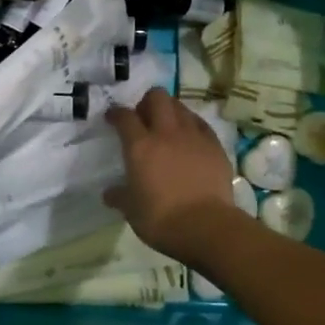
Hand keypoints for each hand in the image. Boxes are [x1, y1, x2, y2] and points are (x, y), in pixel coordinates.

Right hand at [104, 89, 242, 262]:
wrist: (206, 227)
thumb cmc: (161, 219)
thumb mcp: (132, 211)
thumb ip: (120, 197)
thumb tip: (109, 193)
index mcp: (140, 146)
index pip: (125, 117)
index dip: (116, 114)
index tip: (112, 117)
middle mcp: (166, 133)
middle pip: (157, 97)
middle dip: (147, 101)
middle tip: (144, 117)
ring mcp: (193, 137)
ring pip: (181, 107)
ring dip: (171, 111)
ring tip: (168, 126)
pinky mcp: (215, 146)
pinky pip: (201, 125)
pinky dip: (192, 126)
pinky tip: (191, 138)